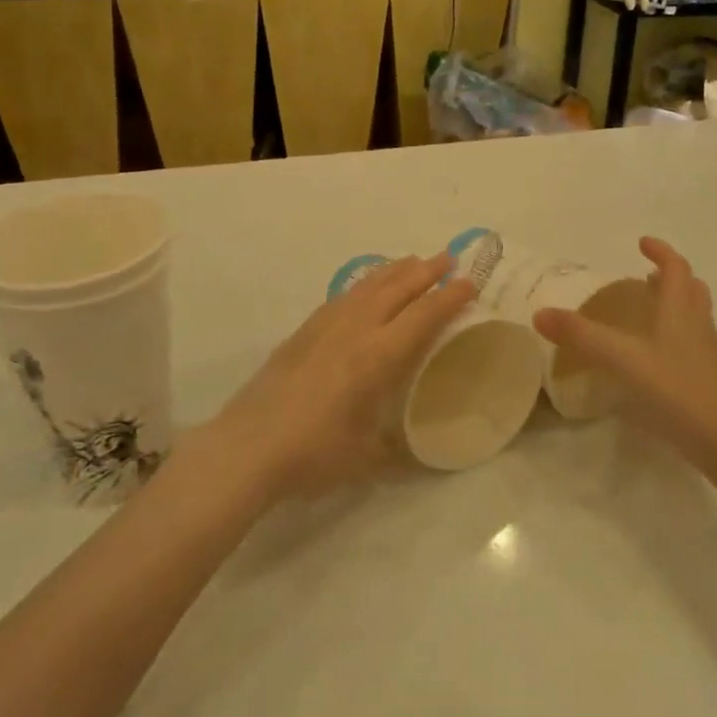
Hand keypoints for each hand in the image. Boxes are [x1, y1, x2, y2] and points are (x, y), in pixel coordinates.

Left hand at [213, 254, 476, 499]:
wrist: (247, 448)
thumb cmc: (312, 455)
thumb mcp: (365, 458)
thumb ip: (395, 450)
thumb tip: (417, 458)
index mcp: (377, 358)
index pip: (422, 317)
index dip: (448, 298)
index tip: (469, 283)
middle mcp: (354, 331)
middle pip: (396, 289)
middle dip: (425, 271)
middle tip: (447, 258)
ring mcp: (324, 328)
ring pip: (366, 287)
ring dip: (393, 271)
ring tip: (411, 261)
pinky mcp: (302, 333)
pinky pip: (342, 297)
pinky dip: (362, 285)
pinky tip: (364, 289)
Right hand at [532, 238, 716, 460]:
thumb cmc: (675, 389)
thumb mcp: (621, 358)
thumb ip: (581, 335)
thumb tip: (539, 313)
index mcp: (680, 310)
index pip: (675, 268)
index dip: (660, 252)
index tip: (642, 243)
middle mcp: (697, 325)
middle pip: (691, 290)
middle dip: (671, 277)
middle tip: (647, 276)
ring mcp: (706, 354)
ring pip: (695, 317)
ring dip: (675, 305)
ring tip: (649, 312)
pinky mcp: (708, 380)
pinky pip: (692, 345)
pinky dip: (675, 337)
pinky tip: (654, 358)